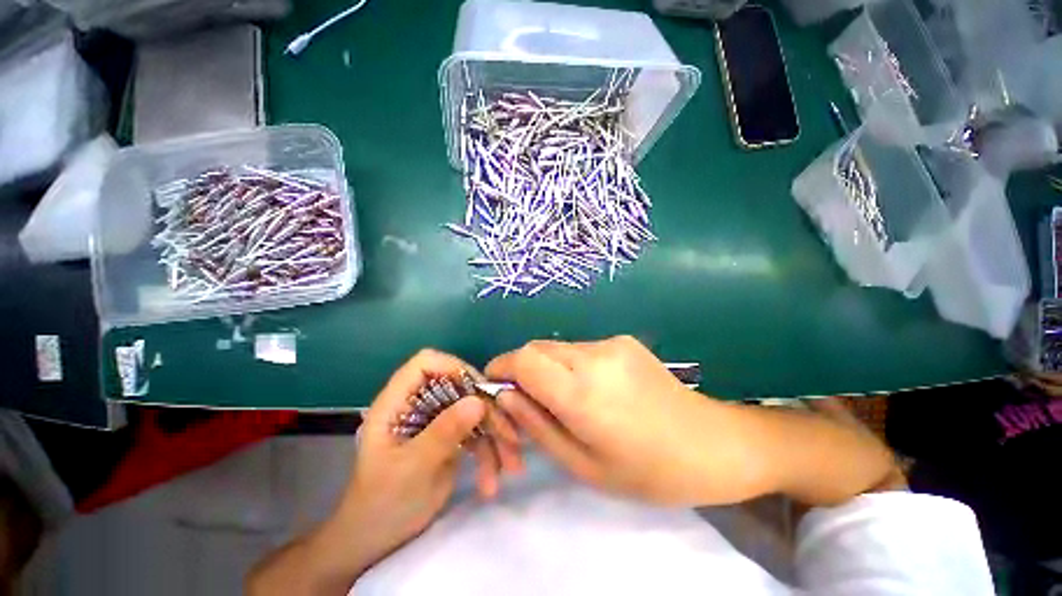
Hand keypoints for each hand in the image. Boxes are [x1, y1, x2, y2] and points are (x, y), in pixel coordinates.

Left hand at [334, 349, 522, 572]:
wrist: (378, 541)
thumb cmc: (383, 504)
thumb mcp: (412, 468)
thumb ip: (444, 432)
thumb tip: (478, 400)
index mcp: (398, 402)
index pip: (426, 363)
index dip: (453, 368)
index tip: (478, 390)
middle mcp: (420, 404)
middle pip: (460, 386)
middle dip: (487, 410)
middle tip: (508, 434)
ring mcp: (437, 420)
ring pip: (474, 409)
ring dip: (495, 435)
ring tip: (509, 465)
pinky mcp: (450, 436)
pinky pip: (477, 432)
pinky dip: (489, 452)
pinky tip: (492, 479)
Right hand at [487, 336, 761, 505]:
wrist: (713, 444)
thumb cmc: (649, 471)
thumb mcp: (583, 465)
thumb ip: (537, 426)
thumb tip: (505, 395)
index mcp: (583, 393)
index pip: (523, 360)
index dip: (501, 367)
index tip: (495, 386)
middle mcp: (595, 357)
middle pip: (537, 348)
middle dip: (522, 369)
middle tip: (527, 401)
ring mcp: (612, 344)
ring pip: (558, 347)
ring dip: (548, 369)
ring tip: (564, 400)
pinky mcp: (623, 340)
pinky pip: (580, 349)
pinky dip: (570, 366)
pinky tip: (592, 390)